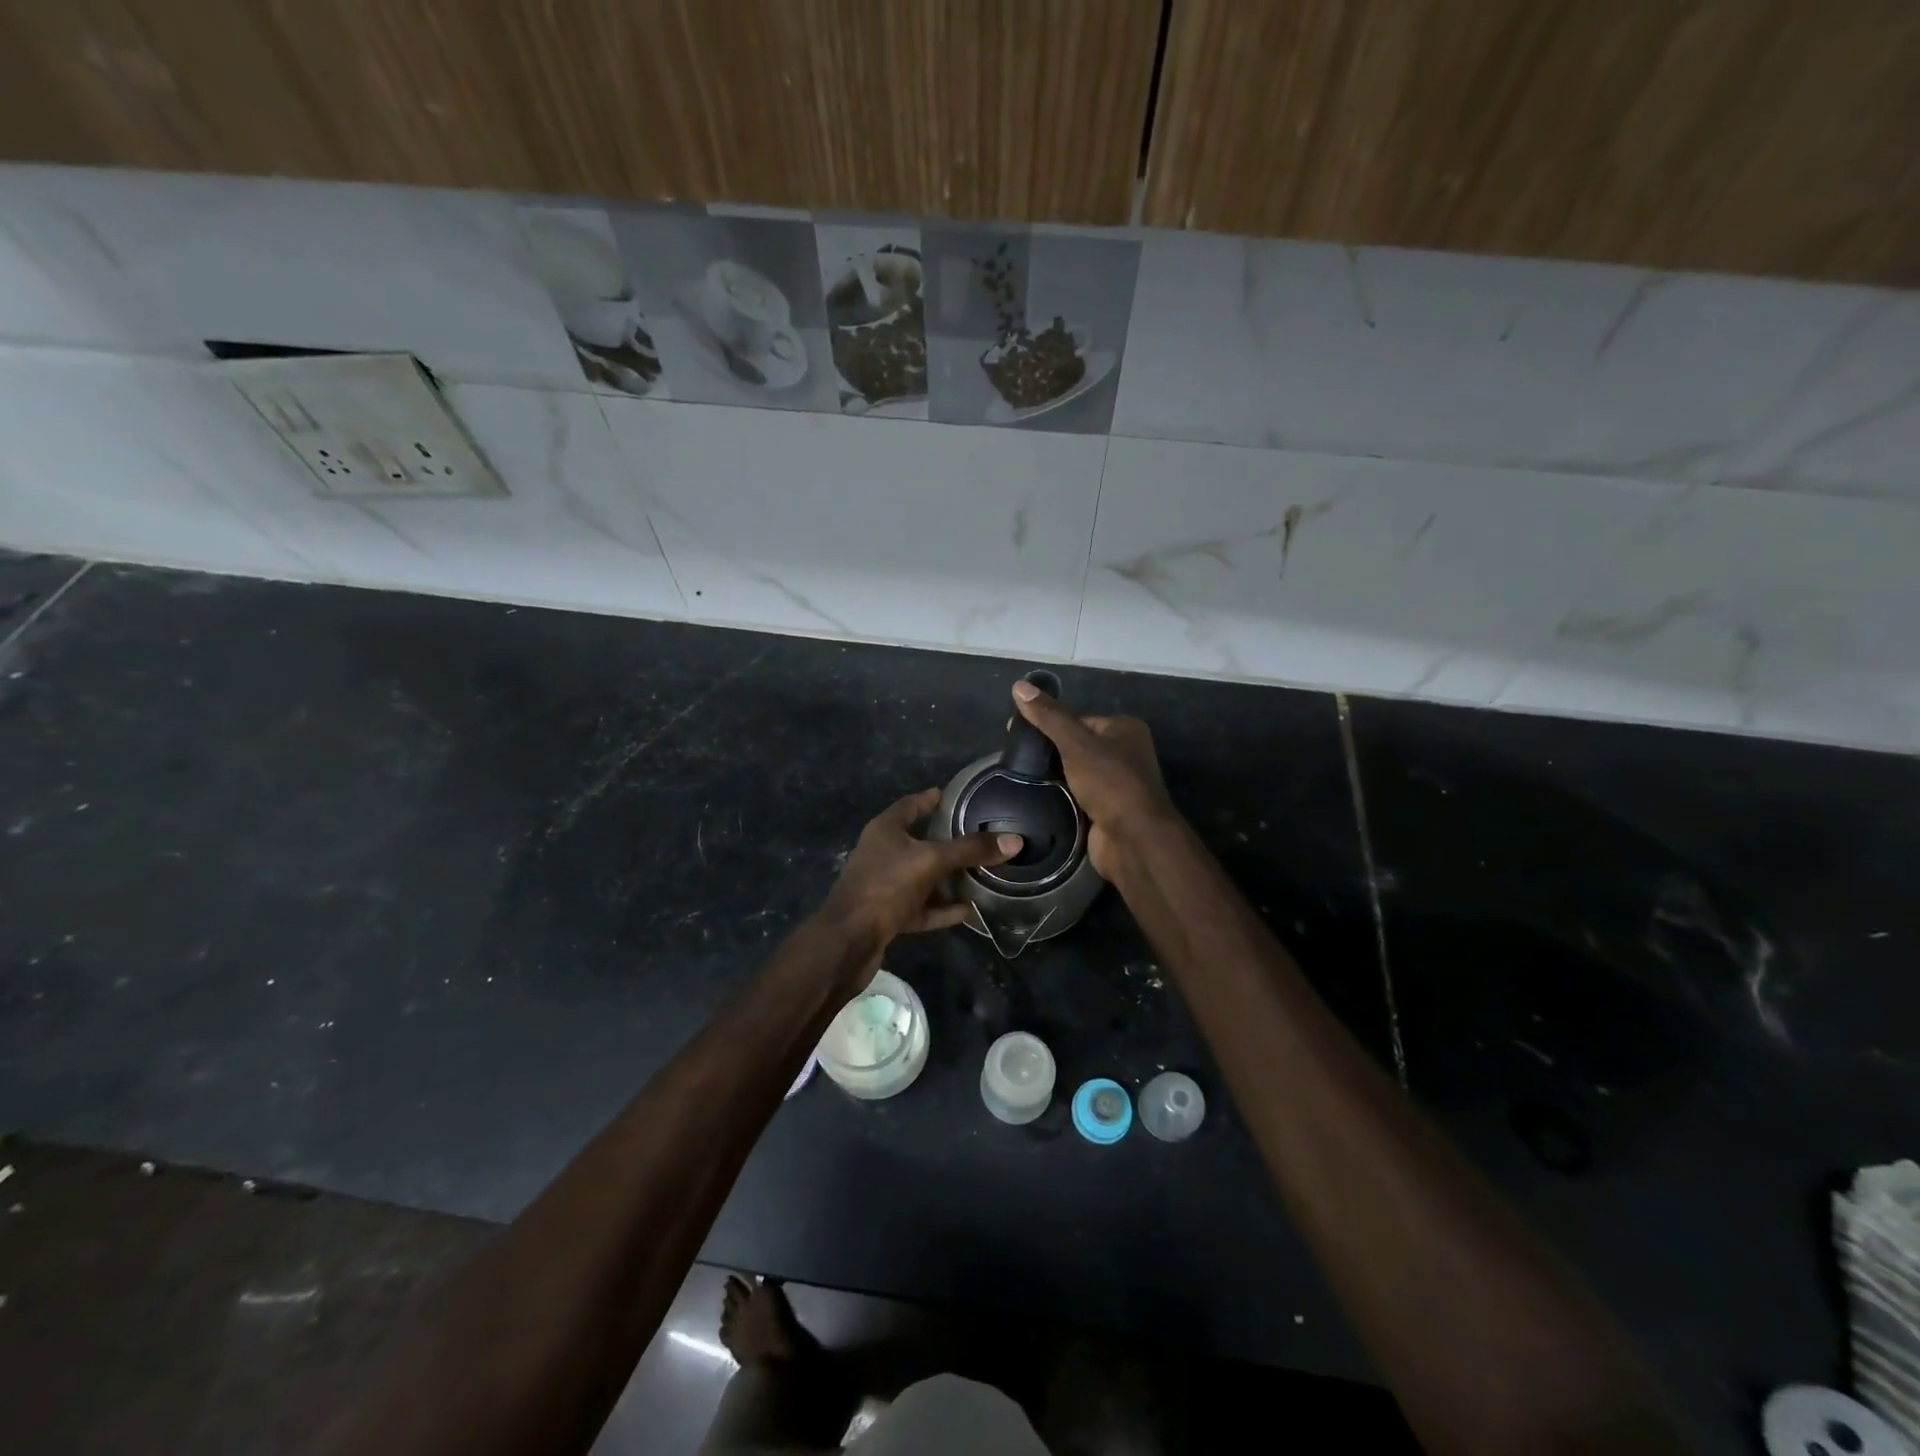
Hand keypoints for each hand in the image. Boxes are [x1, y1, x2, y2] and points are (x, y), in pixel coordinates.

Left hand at [817, 787, 1020, 961]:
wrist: (849, 941)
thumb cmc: (886, 886)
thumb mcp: (931, 861)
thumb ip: (970, 850)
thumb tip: (1014, 840)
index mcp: (885, 830)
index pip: (912, 805)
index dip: (933, 799)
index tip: (959, 796)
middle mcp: (882, 853)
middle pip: (919, 842)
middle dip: (948, 842)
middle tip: (981, 838)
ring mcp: (883, 886)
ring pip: (922, 877)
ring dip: (947, 879)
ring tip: (981, 875)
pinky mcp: (888, 916)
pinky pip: (921, 907)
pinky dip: (941, 909)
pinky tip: (967, 910)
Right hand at [1011, 680, 1174, 876]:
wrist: (1133, 838)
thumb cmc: (1109, 782)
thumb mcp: (1075, 743)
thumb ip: (1048, 716)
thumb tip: (1018, 685)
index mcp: (1123, 728)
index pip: (1077, 717)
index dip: (1046, 721)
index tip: (1014, 730)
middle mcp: (1123, 752)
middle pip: (1075, 743)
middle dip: (1048, 750)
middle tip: (1014, 755)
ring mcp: (1115, 783)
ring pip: (1074, 770)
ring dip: (1052, 775)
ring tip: (1019, 775)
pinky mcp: (1105, 808)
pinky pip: (1075, 793)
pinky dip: (1059, 794)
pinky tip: (1035, 795)